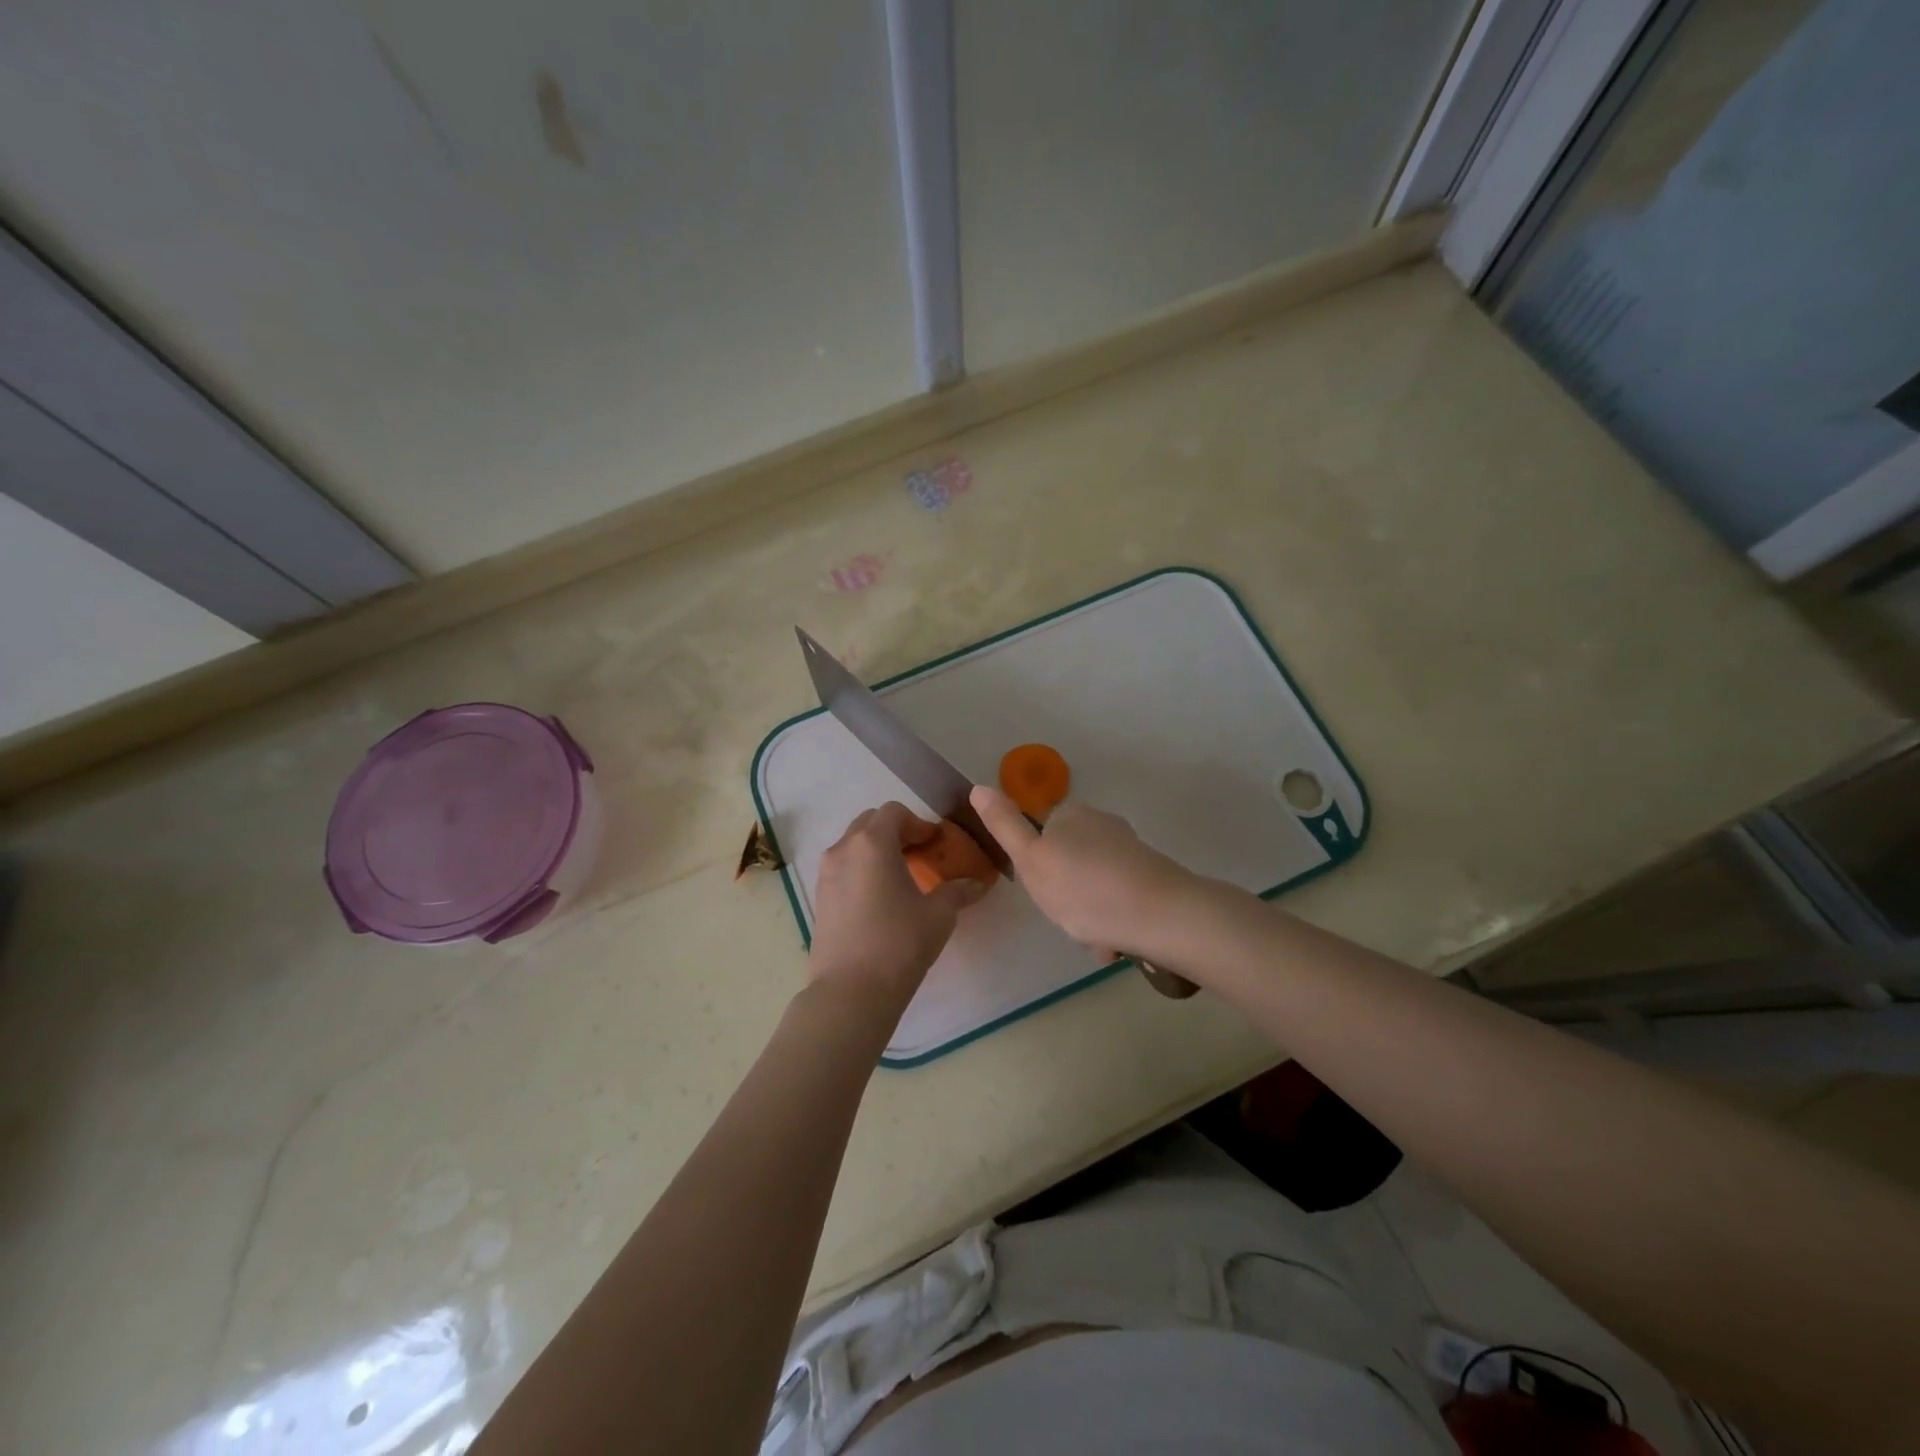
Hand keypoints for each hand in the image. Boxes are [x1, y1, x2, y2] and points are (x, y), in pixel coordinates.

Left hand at [807, 802, 987, 1010]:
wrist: (850, 992)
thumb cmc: (899, 943)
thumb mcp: (939, 915)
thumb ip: (958, 891)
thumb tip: (977, 883)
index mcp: (872, 843)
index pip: (895, 812)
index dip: (919, 823)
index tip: (936, 844)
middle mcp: (843, 849)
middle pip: (870, 823)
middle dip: (896, 833)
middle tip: (920, 856)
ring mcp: (826, 874)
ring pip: (853, 846)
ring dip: (877, 851)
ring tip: (901, 879)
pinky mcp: (820, 898)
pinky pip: (843, 869)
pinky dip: (862, 871)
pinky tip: (881, 900)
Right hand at [971, 785, 1199, 960]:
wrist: (1161, 915)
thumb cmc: (1084, 889)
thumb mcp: (1031, 860)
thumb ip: (1005, 826)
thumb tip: (978, 787)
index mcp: (1071, 814)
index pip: (1041, 835)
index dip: (1038, 867)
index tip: (1043, 893)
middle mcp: (1102, 823)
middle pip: (1069, 861)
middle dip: (1066, 892)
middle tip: (1068, 919)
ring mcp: (1130, 848)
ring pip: (1094, 883)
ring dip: (1090, 912)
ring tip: (1095, 939)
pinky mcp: (1152, 874)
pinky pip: (1119, 898)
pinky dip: (1113, 918)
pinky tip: (1116, 942)